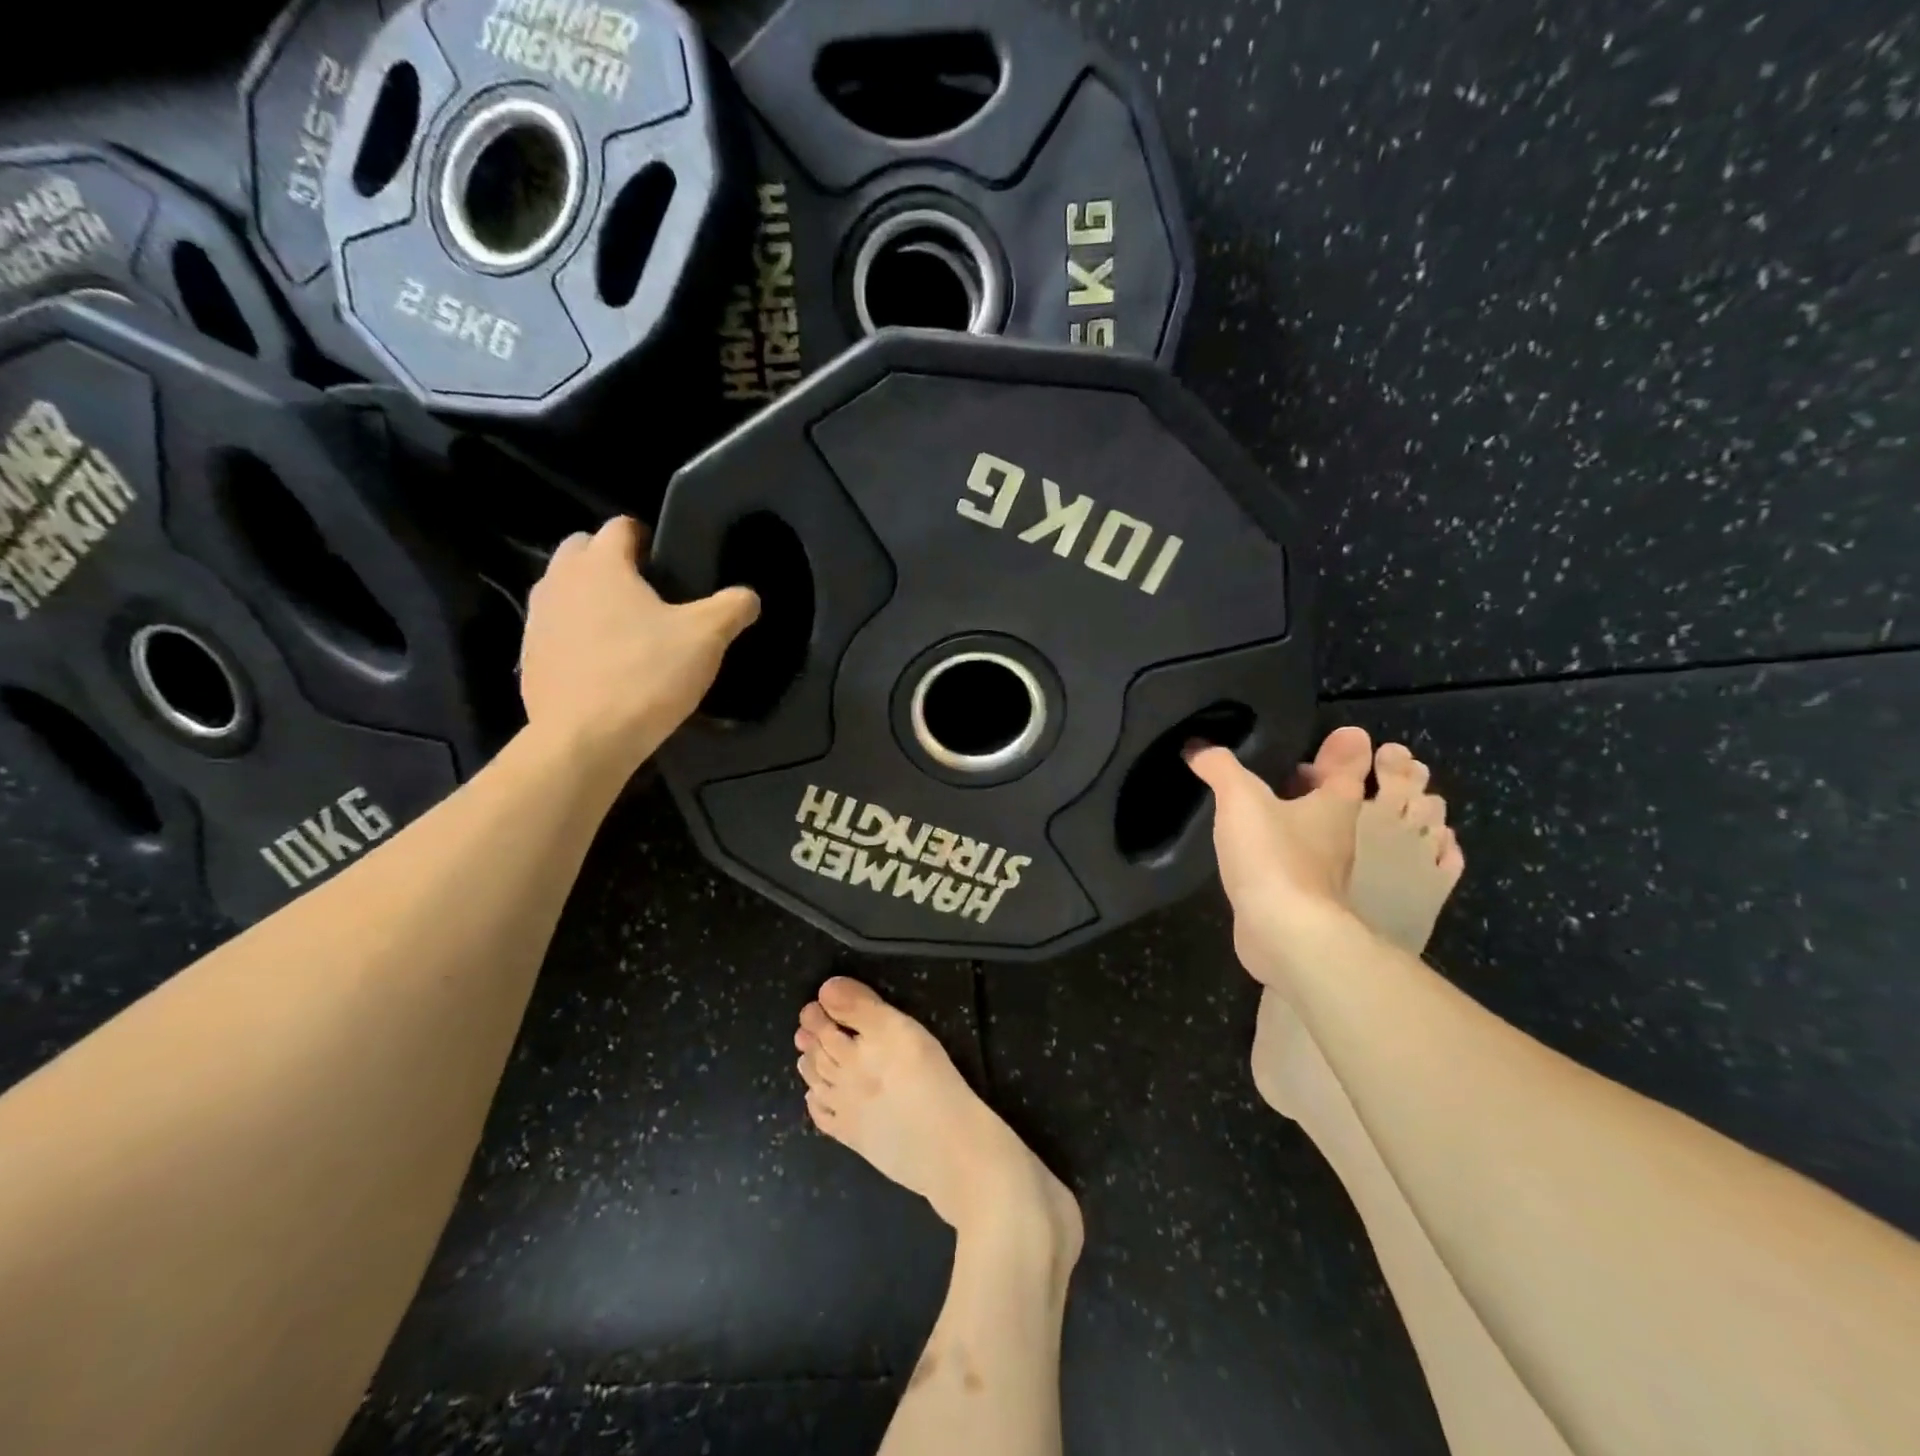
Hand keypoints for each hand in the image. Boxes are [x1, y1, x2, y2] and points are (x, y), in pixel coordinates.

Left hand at [519, 517, 758, 774]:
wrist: (585, 739)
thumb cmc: (646, 675)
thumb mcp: (707, 638)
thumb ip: (732, 607)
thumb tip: (748, 596)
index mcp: (601, 564)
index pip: (620, 526)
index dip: (647, 538)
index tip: (669, 563)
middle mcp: (560, 580)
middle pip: (583, 550)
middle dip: (611, 561)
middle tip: (648, 593)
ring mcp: (538, 619)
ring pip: (564, 589)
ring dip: (590, 597)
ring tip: (626, 628)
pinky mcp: (529, 656)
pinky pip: (556, 629)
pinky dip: (577, 634)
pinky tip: (604, 663)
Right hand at [1185, 726, 1373, 980]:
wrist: (1286, 934)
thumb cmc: (1274, 856)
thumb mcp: (1240, 799)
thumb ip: (1220, 767)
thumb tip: (1198, 746)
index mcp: (1336, 803)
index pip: (1349, 765)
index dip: (1343, 748)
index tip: (1335, 734)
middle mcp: (1338, 835)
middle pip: (1335, 799)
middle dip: (1317, 782)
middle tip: (1288, 767)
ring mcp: (1324, 870)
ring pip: (1316, 832)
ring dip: (1297, 819)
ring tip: (1261, 807)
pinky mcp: (1305, 899)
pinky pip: (1297, 864)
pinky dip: (1282, 852)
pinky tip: (1253, 852)